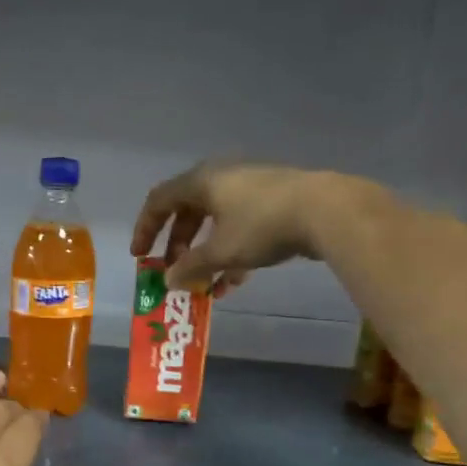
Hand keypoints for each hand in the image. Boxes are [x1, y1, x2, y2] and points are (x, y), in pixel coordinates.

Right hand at [131, 161, 348, 292]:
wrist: (326, 211)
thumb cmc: (262, 226)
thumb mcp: (220, 252)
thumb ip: (190, 267)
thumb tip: (168, 281)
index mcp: (202, 182)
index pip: (159, 201)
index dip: (145, 229)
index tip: (140, 256)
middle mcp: (222, 179)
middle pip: (188, 213)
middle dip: (178, 247)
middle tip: (174, 273)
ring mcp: (250, 189)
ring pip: (216, 224)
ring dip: (205, 256)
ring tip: (204, 286)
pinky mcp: (273, 203)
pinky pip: (240, 228)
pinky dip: (231, 254)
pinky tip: (234, 283)